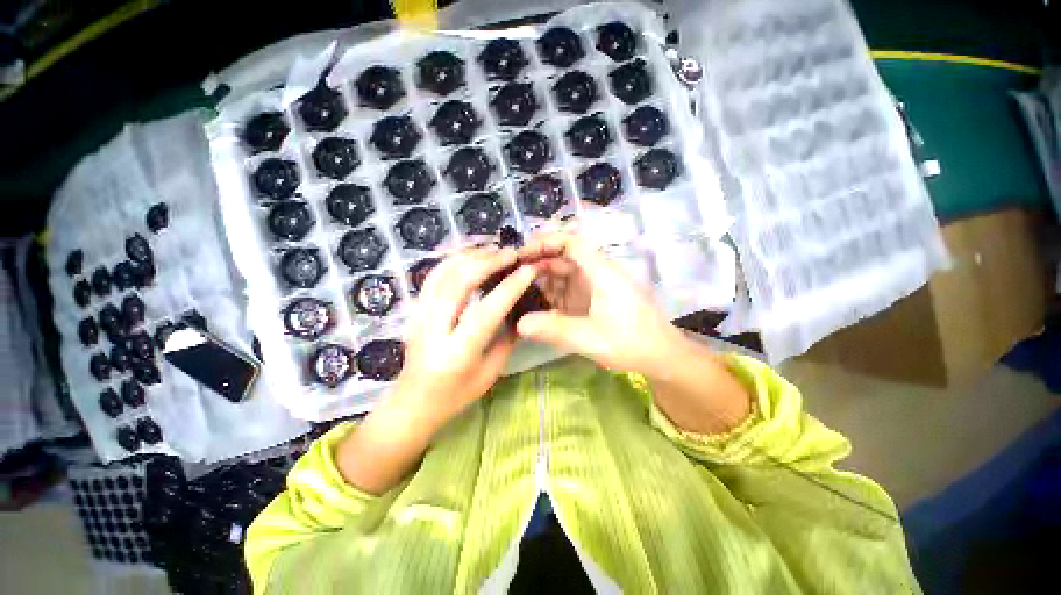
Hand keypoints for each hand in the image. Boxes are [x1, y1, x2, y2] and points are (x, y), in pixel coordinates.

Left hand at [393, 246, 538, 431]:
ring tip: (494, 251)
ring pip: (443, 273)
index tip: (529, 269)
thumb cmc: (456, 394)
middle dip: (489, 261)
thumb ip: (506, 338)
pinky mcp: (413, 309)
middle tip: (511, 253)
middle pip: (460, 282)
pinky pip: (432, 276)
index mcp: (458, 351)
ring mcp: (419, 315)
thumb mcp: (490, 372)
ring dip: (471, 256)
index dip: (511, 286)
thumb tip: (520, 308)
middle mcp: (434, 329)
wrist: (413, 402)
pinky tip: (469, 256)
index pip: (487, 310)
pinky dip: (452, 260)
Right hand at [514, 233, 684, 376]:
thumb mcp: (590, 339)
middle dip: (539, 262)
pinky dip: (553, 294)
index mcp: (602, 273)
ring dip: (544, 279)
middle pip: (565, 257)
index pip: (572, 243)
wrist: (662, 356)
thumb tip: (519, 324)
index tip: (522, 253)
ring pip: (566, 273)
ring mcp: (597, 286)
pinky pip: (570, 290)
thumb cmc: (631, 343)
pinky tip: (537, 303)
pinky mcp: (595, 299)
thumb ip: (554, 330)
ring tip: (519, 289)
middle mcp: (598, 274)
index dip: (546, 242)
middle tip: (513, 274)